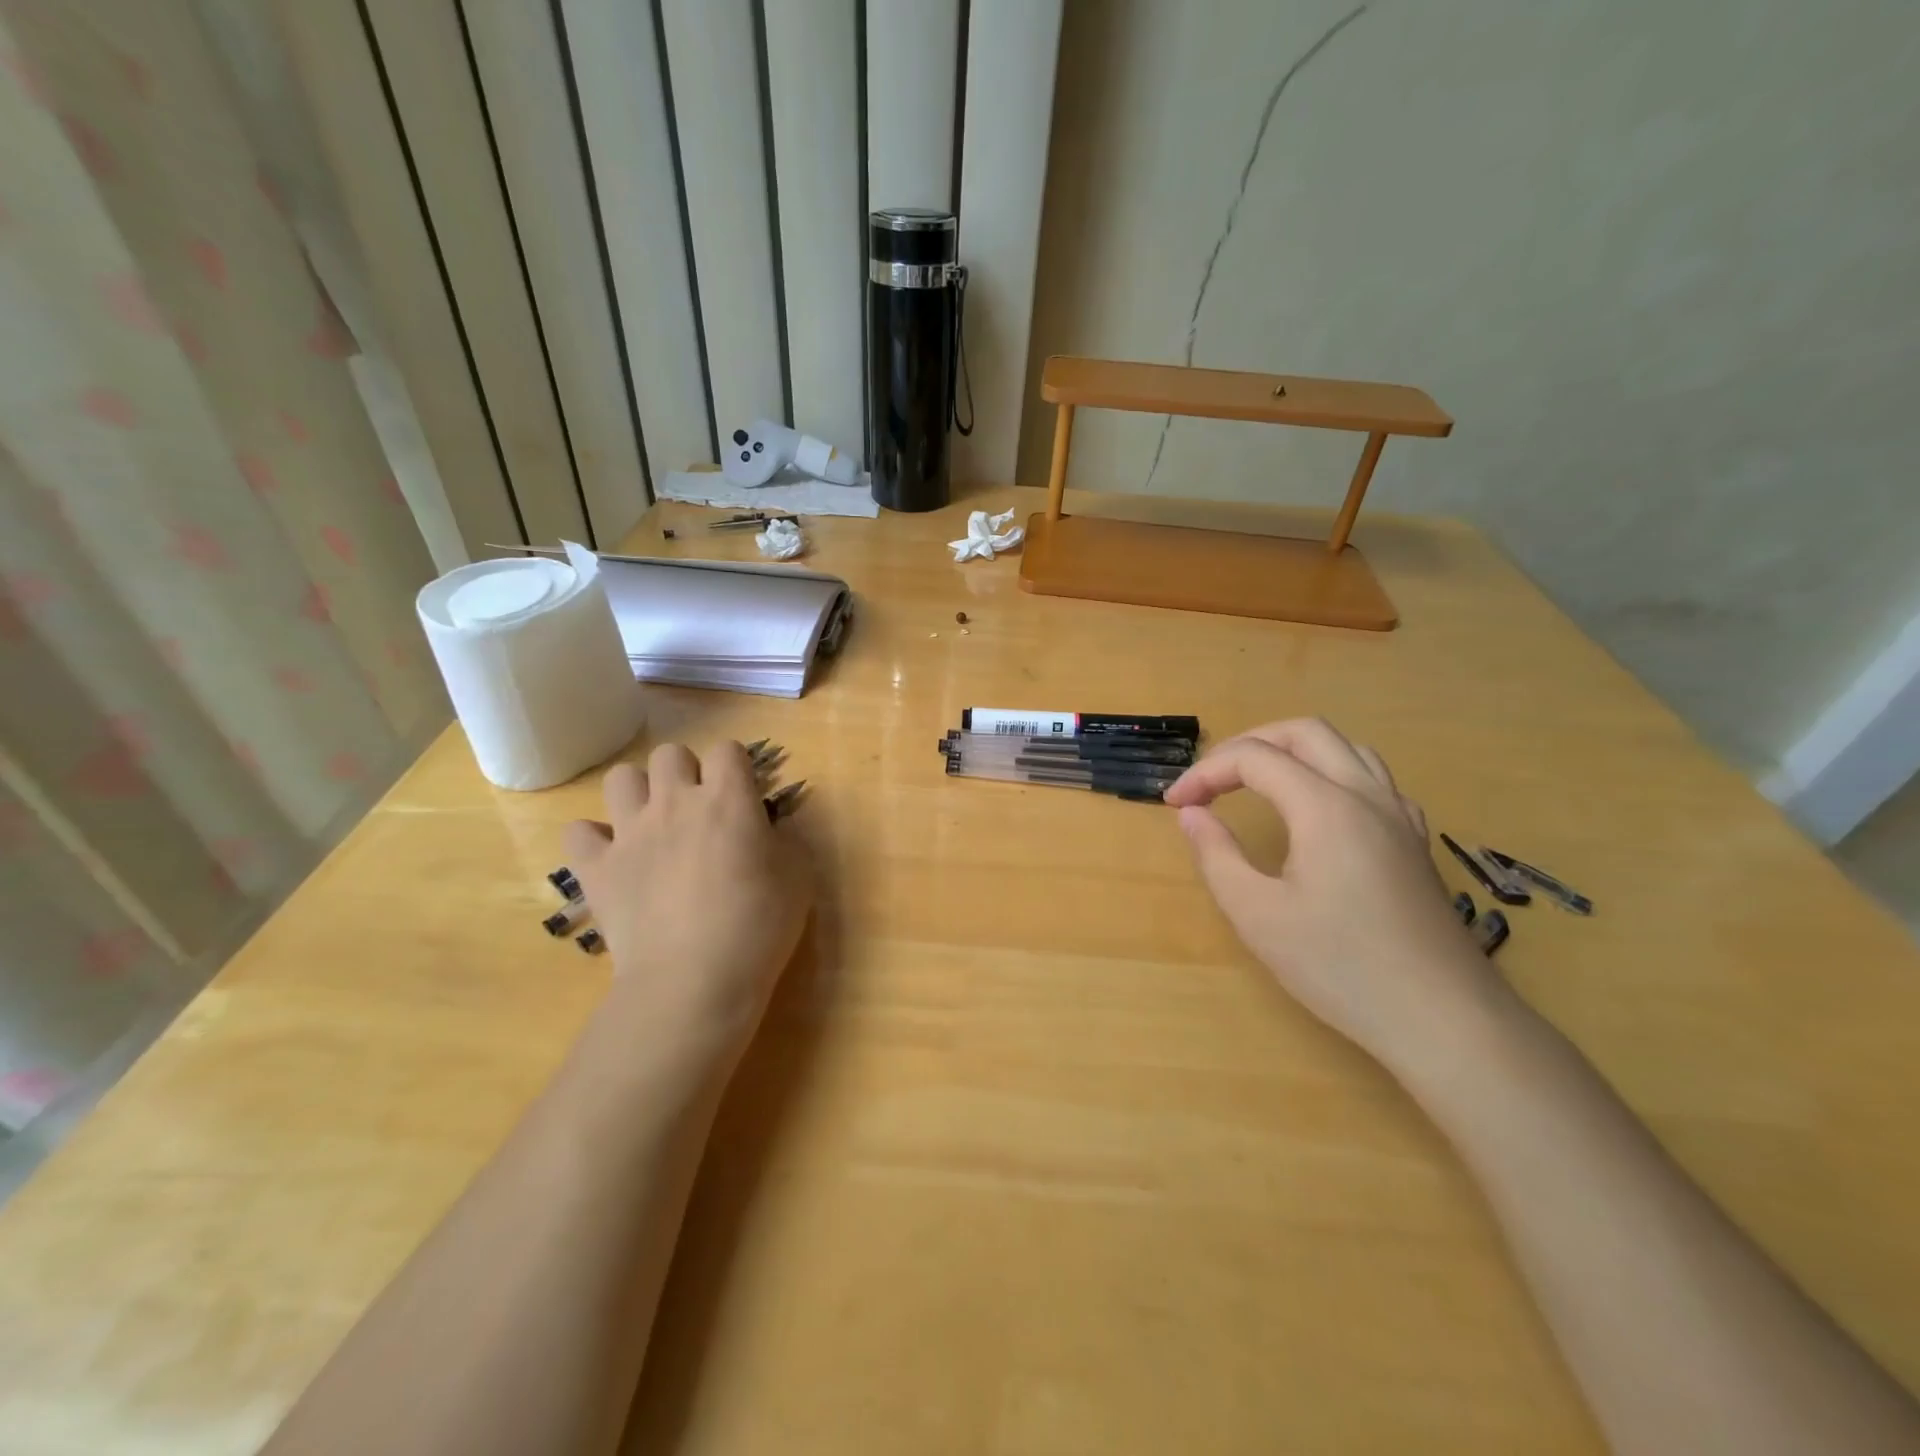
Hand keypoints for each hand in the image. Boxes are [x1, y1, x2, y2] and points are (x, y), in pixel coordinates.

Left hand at [563, 741, 812, 1063]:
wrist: (694, 980)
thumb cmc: (758, 926)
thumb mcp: (799, 878)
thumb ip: (784, 840)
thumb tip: (767, 830)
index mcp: (727, 799)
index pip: (728, 749)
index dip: (737, 767)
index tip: (743, 795)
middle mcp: (675, 802)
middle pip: (671, 754)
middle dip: (687, 773)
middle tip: (699, 810)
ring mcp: (630, 833)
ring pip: (620, 778)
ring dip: (638, 794)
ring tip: (653, 825)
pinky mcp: (597, 869)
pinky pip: (578, 832)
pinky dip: (594, 841)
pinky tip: (613, 859)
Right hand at [1165, 719, 1504, 1067]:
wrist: (1443, 1019)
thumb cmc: (1341, 966)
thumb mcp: (1257, 915)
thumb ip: (1217, 855)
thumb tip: (1192, 814)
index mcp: (1326, 807)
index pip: (1254, 758)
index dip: (1205, 772)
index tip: (1175, 804)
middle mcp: (1366, 795)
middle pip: (1304, 732)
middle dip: (1248, 744)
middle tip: (1212, 781)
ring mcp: (1399, 816)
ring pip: (1345, 748)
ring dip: (1292, 752)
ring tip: (1256, 784)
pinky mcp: (1414, 841)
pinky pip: (1372, 779)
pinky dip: (1330, 773)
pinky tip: (1317, 810)